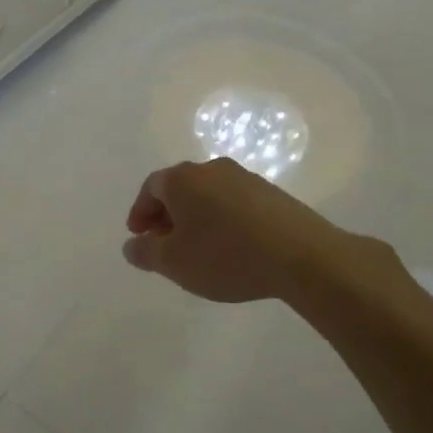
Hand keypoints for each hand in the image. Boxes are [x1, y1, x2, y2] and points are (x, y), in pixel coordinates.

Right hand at [123, 158, 374, 303]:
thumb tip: (132, 245)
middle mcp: (213, 169)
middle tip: (163, 244)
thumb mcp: (173, 263)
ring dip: (195, 218)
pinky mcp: (272, 194)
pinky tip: (229, 247)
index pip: (151, 187)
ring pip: (208, 195)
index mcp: (183, 179)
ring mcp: (246, 178)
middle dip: (166, 215)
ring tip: (196, 249)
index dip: (140, 212)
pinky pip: (233, 203)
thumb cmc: (225, 256)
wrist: (301, 256)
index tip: (138, 236)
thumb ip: (145, 253)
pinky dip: (221, 220)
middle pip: (180, 188)